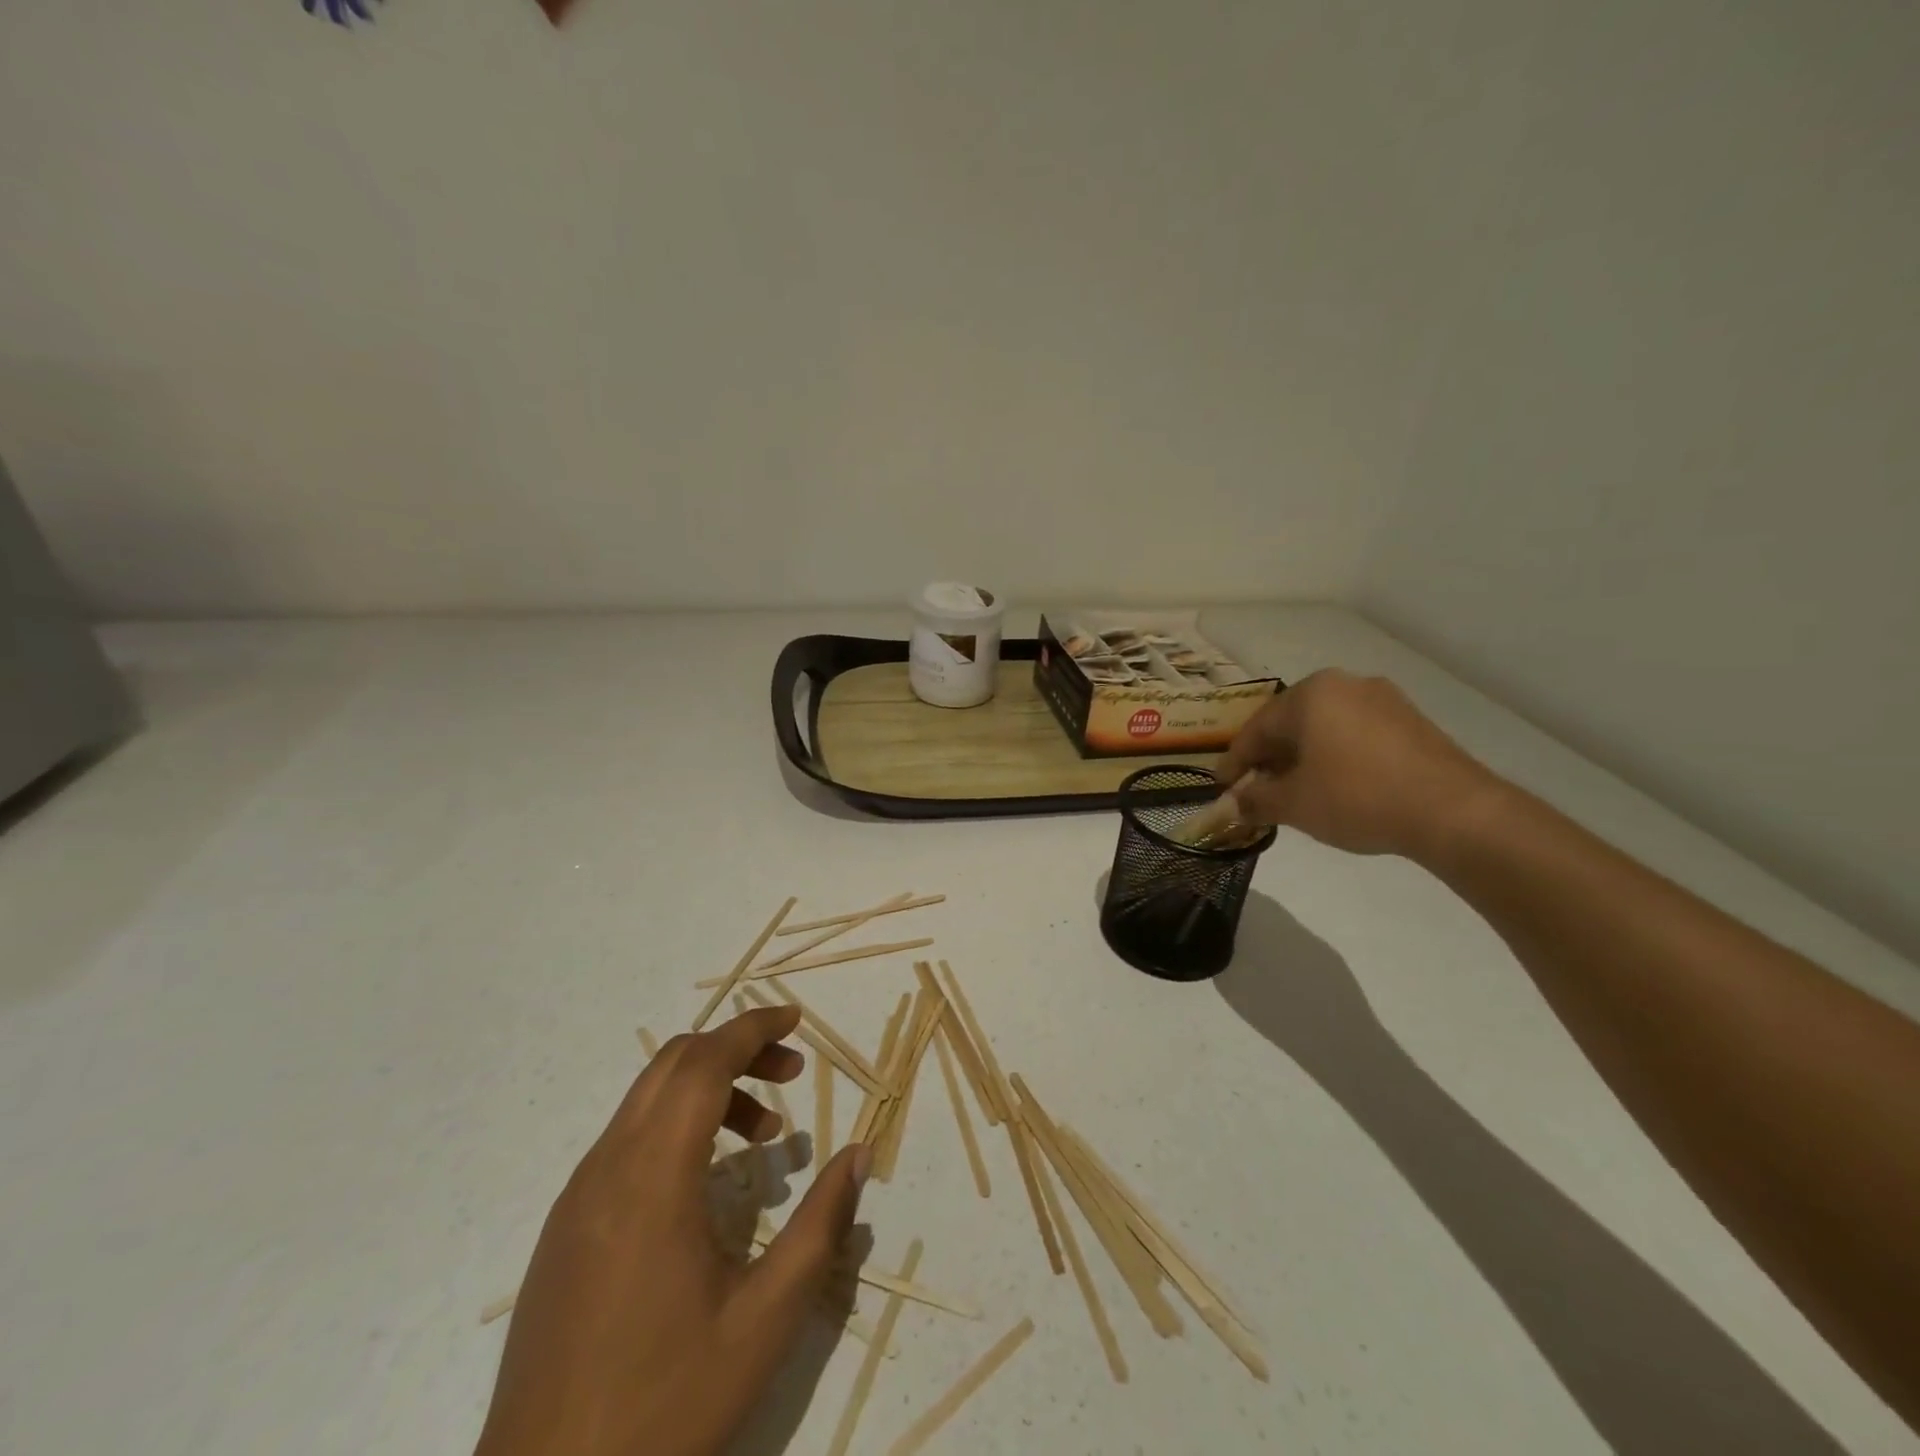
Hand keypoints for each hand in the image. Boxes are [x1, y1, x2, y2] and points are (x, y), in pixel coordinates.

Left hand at [475, 1006, 870, 1455]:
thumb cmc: (665, 1405)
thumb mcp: (765, 1320)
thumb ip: (820, 1225)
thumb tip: (859, 1154)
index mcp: (653, 1178)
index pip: (704, 1063)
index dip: (753, 1028)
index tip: (796, 1019)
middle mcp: (608, 1168)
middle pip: (674, 1065)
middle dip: (736, 1049)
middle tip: (790, 1074)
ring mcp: (578, 1196)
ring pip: (648, 1099)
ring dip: (708, 1088)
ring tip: (762, 1136)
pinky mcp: (565, 1226)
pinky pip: (627, 1139)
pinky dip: (676, 1124)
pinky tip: (707, 1183)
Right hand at [1216, 669, 1497, 859]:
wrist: (1453, 811)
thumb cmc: (1357, 797)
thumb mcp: (1293, 804)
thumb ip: (1255, 800)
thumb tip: (1234, 804)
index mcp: (1309, 694)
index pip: (1256, 729)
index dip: (1235, 762)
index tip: (1222, 788)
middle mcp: (1344, 684)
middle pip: (1291, 724)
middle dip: (1270, 759)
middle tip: (1256, 790)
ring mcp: (1383, 699)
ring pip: (1324, 728)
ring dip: (1303, 759)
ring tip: (1295, 792)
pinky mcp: (1411, 721)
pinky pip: (1355, 735)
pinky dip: (1336, 757)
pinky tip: (1336, 786)